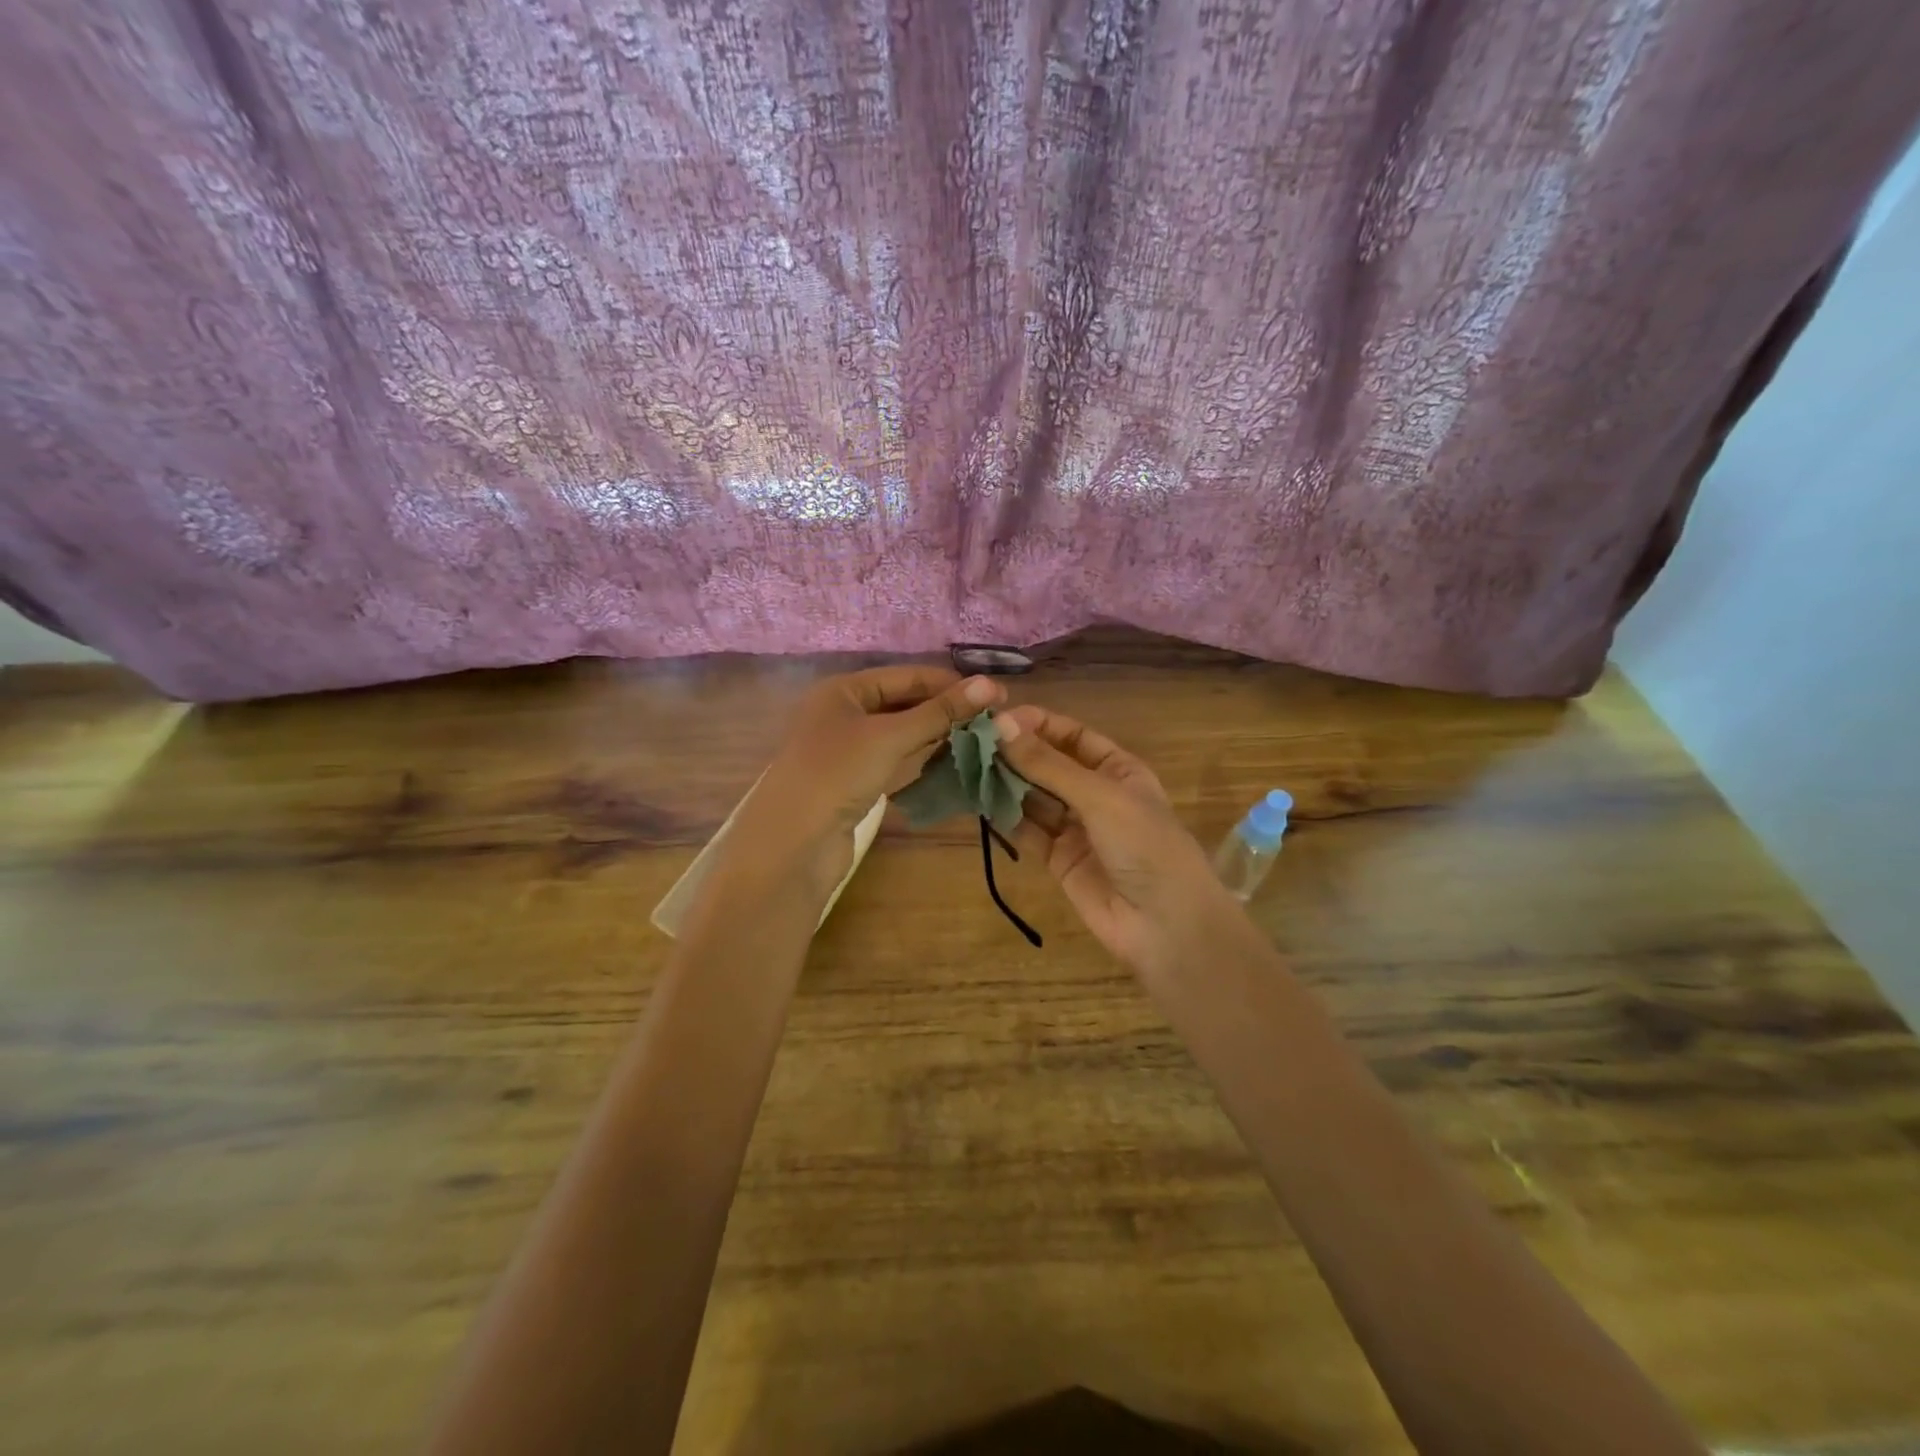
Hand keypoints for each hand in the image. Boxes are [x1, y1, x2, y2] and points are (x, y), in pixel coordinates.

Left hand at [735, 666, 1004, 896]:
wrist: (793, 843)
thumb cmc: (837, 774)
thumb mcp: (890, 737)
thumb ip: (939, 712)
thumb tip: (991, 685)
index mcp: (843, 690)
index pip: (906, 676)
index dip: (950, 684)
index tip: (995, 695)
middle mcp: (843, 712)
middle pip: (903, 702)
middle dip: (945, 709)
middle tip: (993, 719)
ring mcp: (847, 748)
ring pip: (900, 731)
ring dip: (936, 733)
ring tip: (980, 737)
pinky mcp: (853, 779)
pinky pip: (894, 758)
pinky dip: (920, 756)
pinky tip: (949, 759)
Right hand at [996, 704, 1251, 980]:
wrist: (1165, 925)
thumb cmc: (1144, 845)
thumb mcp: (1100, 796)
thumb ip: (1049, 765)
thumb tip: (1002, 726)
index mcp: (1118, 770)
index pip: (1072, 736)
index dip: (1038, 725)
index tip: (998, 720)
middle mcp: (1095, 794)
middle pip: (1049, 765)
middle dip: (1016, 753)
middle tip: (972, 743)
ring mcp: (1076, 828)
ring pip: (1034, 797)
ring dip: (1006, 783)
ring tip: (968, 768)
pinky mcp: (1057, 859)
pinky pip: (1027, 831)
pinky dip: (1005, 817)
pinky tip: (979, 802)